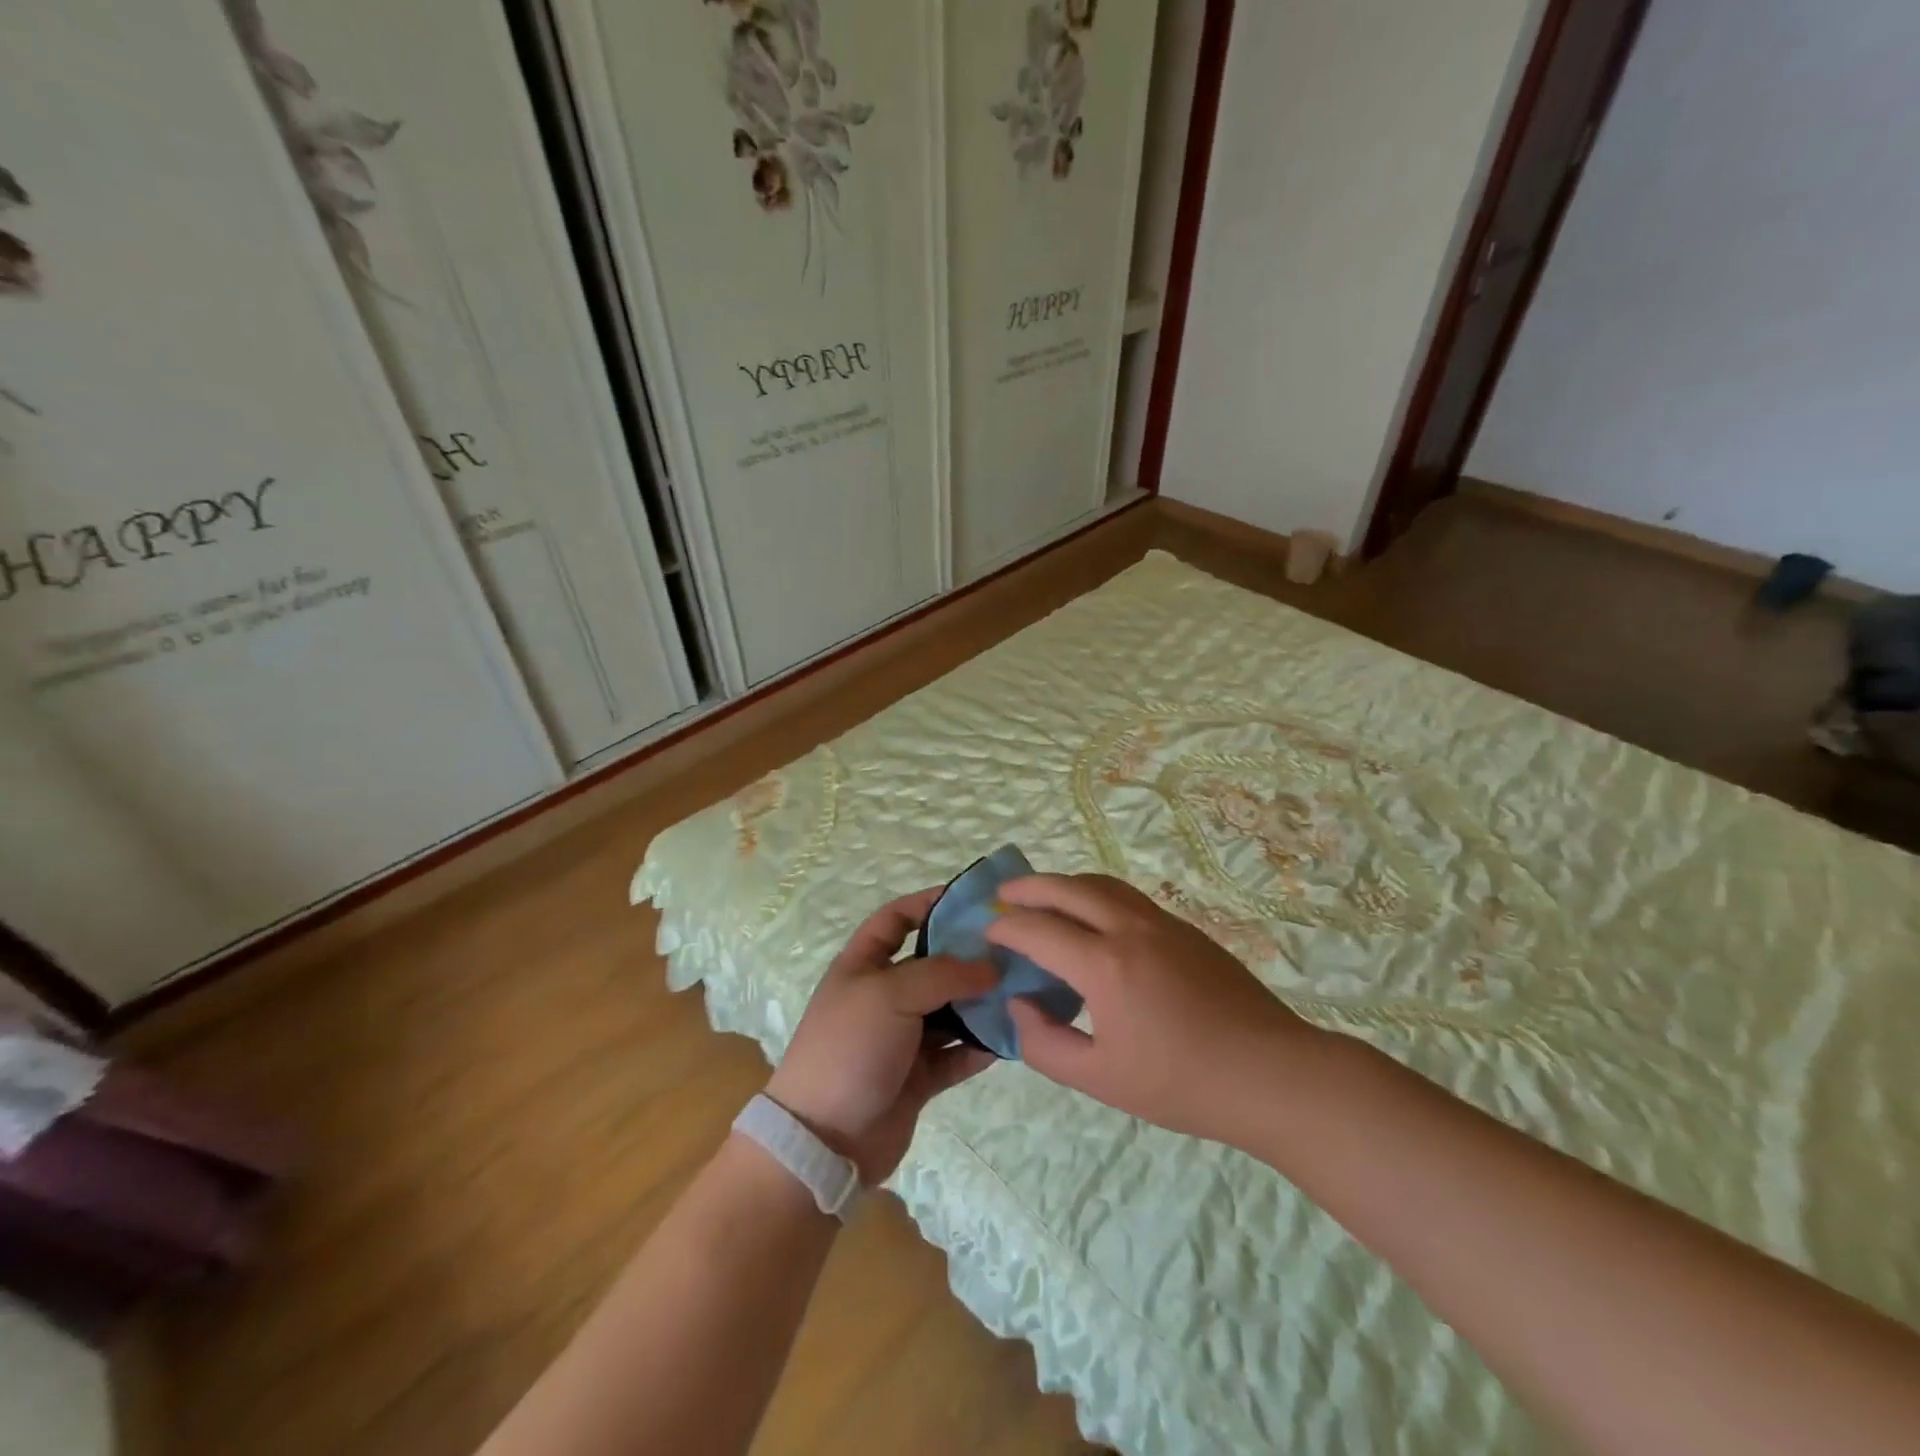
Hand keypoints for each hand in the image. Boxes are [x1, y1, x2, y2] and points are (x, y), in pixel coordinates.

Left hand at [765, 888, 998, 1182]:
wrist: (824, 1140)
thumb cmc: (850, 1047)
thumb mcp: (890, 994)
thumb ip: (943, 974)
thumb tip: (991, 967)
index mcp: (863, 966)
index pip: (895, 919)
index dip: (927, 904)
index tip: (971, 900)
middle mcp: (883, 997)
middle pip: (932, 966)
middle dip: (968, 958)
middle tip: (1014, 950)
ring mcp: (901, 1039)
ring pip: (949, 1012)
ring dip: (980, 1004)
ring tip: (1023, 992)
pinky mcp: (918, 1077)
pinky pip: (956, 1055)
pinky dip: (980, 1047)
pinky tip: (1011, 1037)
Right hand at [988, 873, 1326, 1144]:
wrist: (1272, 1074)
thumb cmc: (1182, 1085)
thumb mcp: (1101, 1080)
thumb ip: (1045, 1044)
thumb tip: (1020, 1005)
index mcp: (1104, 966)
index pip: (1037, 930)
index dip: (1005, 927)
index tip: (987, 932)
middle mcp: (1129, 929)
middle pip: (1067, 888)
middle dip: (1028, 887)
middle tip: (1003, 895)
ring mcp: (1162, 923)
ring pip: (1101, 884)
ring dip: (1064, 884)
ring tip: (1043, 898)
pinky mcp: (1185, 929)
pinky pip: (1127, 897)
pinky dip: (1095, 895)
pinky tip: (1093, 919)